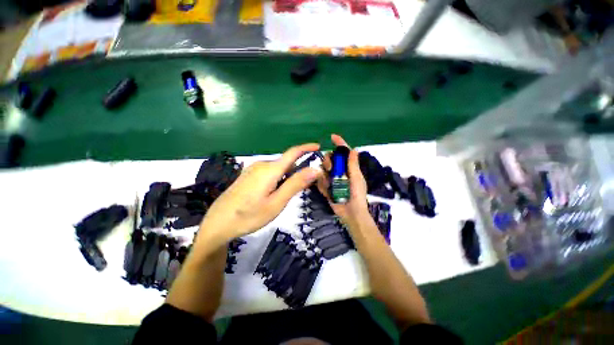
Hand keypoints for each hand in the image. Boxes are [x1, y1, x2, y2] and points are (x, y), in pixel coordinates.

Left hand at [198, 143, 322, 242]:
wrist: (218, 223)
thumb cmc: (249, 216)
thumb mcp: (277, 202)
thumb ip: (296, 184)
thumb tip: (315, 169)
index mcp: (270, 169)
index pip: (293, 152)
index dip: (306, 147)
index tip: (318, 147)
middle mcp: (262, 164)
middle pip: (286, 163)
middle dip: (298, 171)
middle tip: (304, 189)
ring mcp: (253, 169)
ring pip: (278, 169)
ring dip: (287, 177)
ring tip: (286, 196)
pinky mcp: (249, 175)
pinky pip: (269, 172)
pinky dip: (278, 179)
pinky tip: (273, 194)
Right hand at [317, 134, 370, 227]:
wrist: (351, 213)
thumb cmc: (357, 195)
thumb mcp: (357, 179)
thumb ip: (353, 165)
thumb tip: (354, 148)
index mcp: (349, 168)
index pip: (344, 153)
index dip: (339, 143)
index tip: (333, 137)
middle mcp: (339, 171)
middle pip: (330, 159)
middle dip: (328, 160)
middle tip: (330, 167)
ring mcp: (332, 179)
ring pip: (323, 168)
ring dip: (324, 172)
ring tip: (329, 181)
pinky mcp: (326, 187)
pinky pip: (320, 181)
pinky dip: (321, 183)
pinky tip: (327, 189)